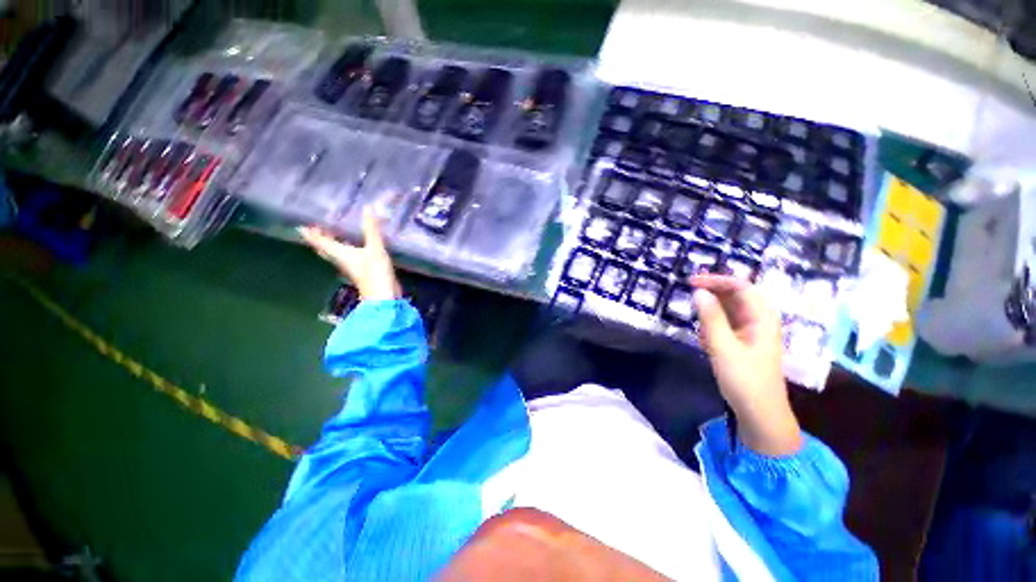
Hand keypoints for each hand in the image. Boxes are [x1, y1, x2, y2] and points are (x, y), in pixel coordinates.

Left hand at [299, 206, 400, 300]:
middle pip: (324, 247)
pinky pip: (348, 256)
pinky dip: (346, 247)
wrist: (384, 296)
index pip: (318, 240)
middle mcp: (341, 259)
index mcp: (339, 253)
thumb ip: (372, 229)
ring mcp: (351, 266)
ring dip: (331, 242)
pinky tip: (353, 243)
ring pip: (335, 252)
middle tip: (315, 224)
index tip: (300, 222)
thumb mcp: (375, 250)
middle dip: (318, 237)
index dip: (309, 232)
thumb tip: (368, 208)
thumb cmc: (375, 273)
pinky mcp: (361, 270)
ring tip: (332, 230)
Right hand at [692, 274, 800, 455]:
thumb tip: (698, 291)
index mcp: (762, 318)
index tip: (691, 282)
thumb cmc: (744, 379)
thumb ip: (711, 317)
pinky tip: (704, 332)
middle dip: (713, 290)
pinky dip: (713, 321)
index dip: (716, 280)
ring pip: (731, 308)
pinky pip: (727, 322)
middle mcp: (760, 320)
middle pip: (737, 294)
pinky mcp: (744, 341)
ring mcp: (752, 331)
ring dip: (712, 306)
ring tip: (695, 312)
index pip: (741, 286)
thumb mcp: (723, 347)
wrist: (759, 413)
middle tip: (689, 291)